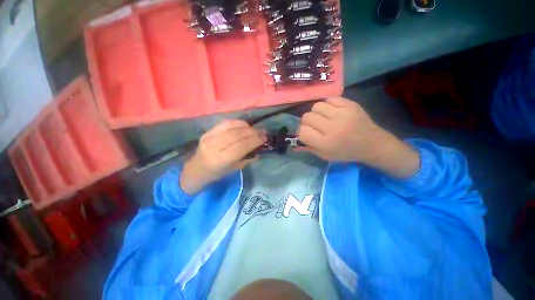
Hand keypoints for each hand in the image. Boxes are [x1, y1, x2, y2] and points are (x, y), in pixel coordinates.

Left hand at [180, 120, 266, 193]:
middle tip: (263, 132)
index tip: (264, 138)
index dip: (254, 140)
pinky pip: (225, 123)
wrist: (196, 169)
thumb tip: (260, 148)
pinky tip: (245, 125)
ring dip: (246, 126)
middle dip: (253, 132)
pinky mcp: (208, 131)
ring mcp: (209, 137)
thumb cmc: (217, 173)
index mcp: (221, 160)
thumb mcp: (234, 169)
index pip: (241, 146)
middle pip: (237, 135)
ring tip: (255, 129)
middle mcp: (214, 146)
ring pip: (231, 127)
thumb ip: (247, 158)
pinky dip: (237, 123)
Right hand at [297, 97, 419, 177]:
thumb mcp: (325, 156)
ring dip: (316, 113)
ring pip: (316, 106)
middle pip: (306, 117)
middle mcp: (332, 127)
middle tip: (315, 126)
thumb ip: (308, 148)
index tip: (307, 134)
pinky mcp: (350, 104)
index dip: (302, 132)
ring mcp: (342, 114)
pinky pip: (330, 99)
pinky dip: (328, 105)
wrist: (372, 144)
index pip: (302, 132)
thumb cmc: (346, 152)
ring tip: (324, 118)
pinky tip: (333, 112)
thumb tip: (293, 143)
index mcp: (325, 143)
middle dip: (307, 122)